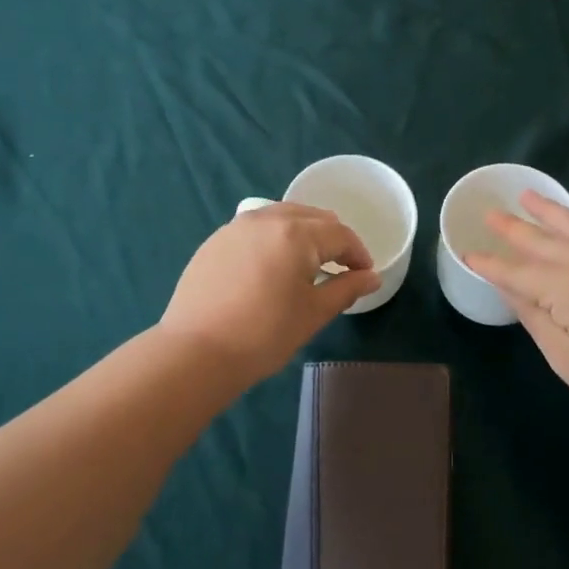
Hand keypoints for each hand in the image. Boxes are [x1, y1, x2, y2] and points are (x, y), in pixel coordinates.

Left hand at [160, 203, 381, 384]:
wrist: (196, 351)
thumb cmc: (264, 333)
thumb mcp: (314, 313)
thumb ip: (346, 289)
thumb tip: (371, 277)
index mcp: (297, 233)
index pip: (340, 234)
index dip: (358, 254)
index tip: (365, 275)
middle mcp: (267, 219)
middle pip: (311, 217)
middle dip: (332, 238)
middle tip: (341, 266)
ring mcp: (236, 227)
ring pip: (281, 217)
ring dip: (302, 233)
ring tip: (308, 262)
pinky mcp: (215, 241)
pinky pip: (255, 228)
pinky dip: (273, 238)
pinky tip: (271, 265)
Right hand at [464, 191, 568, 428]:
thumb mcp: (564, 355)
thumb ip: (533, 316)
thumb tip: (508, 286)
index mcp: (565, 286)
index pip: (516, 271)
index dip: (490, 264)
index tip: (467, 253)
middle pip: (541, 240)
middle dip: (512, 227)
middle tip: (490, 213)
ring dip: (546, 211)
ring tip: (527, 196)